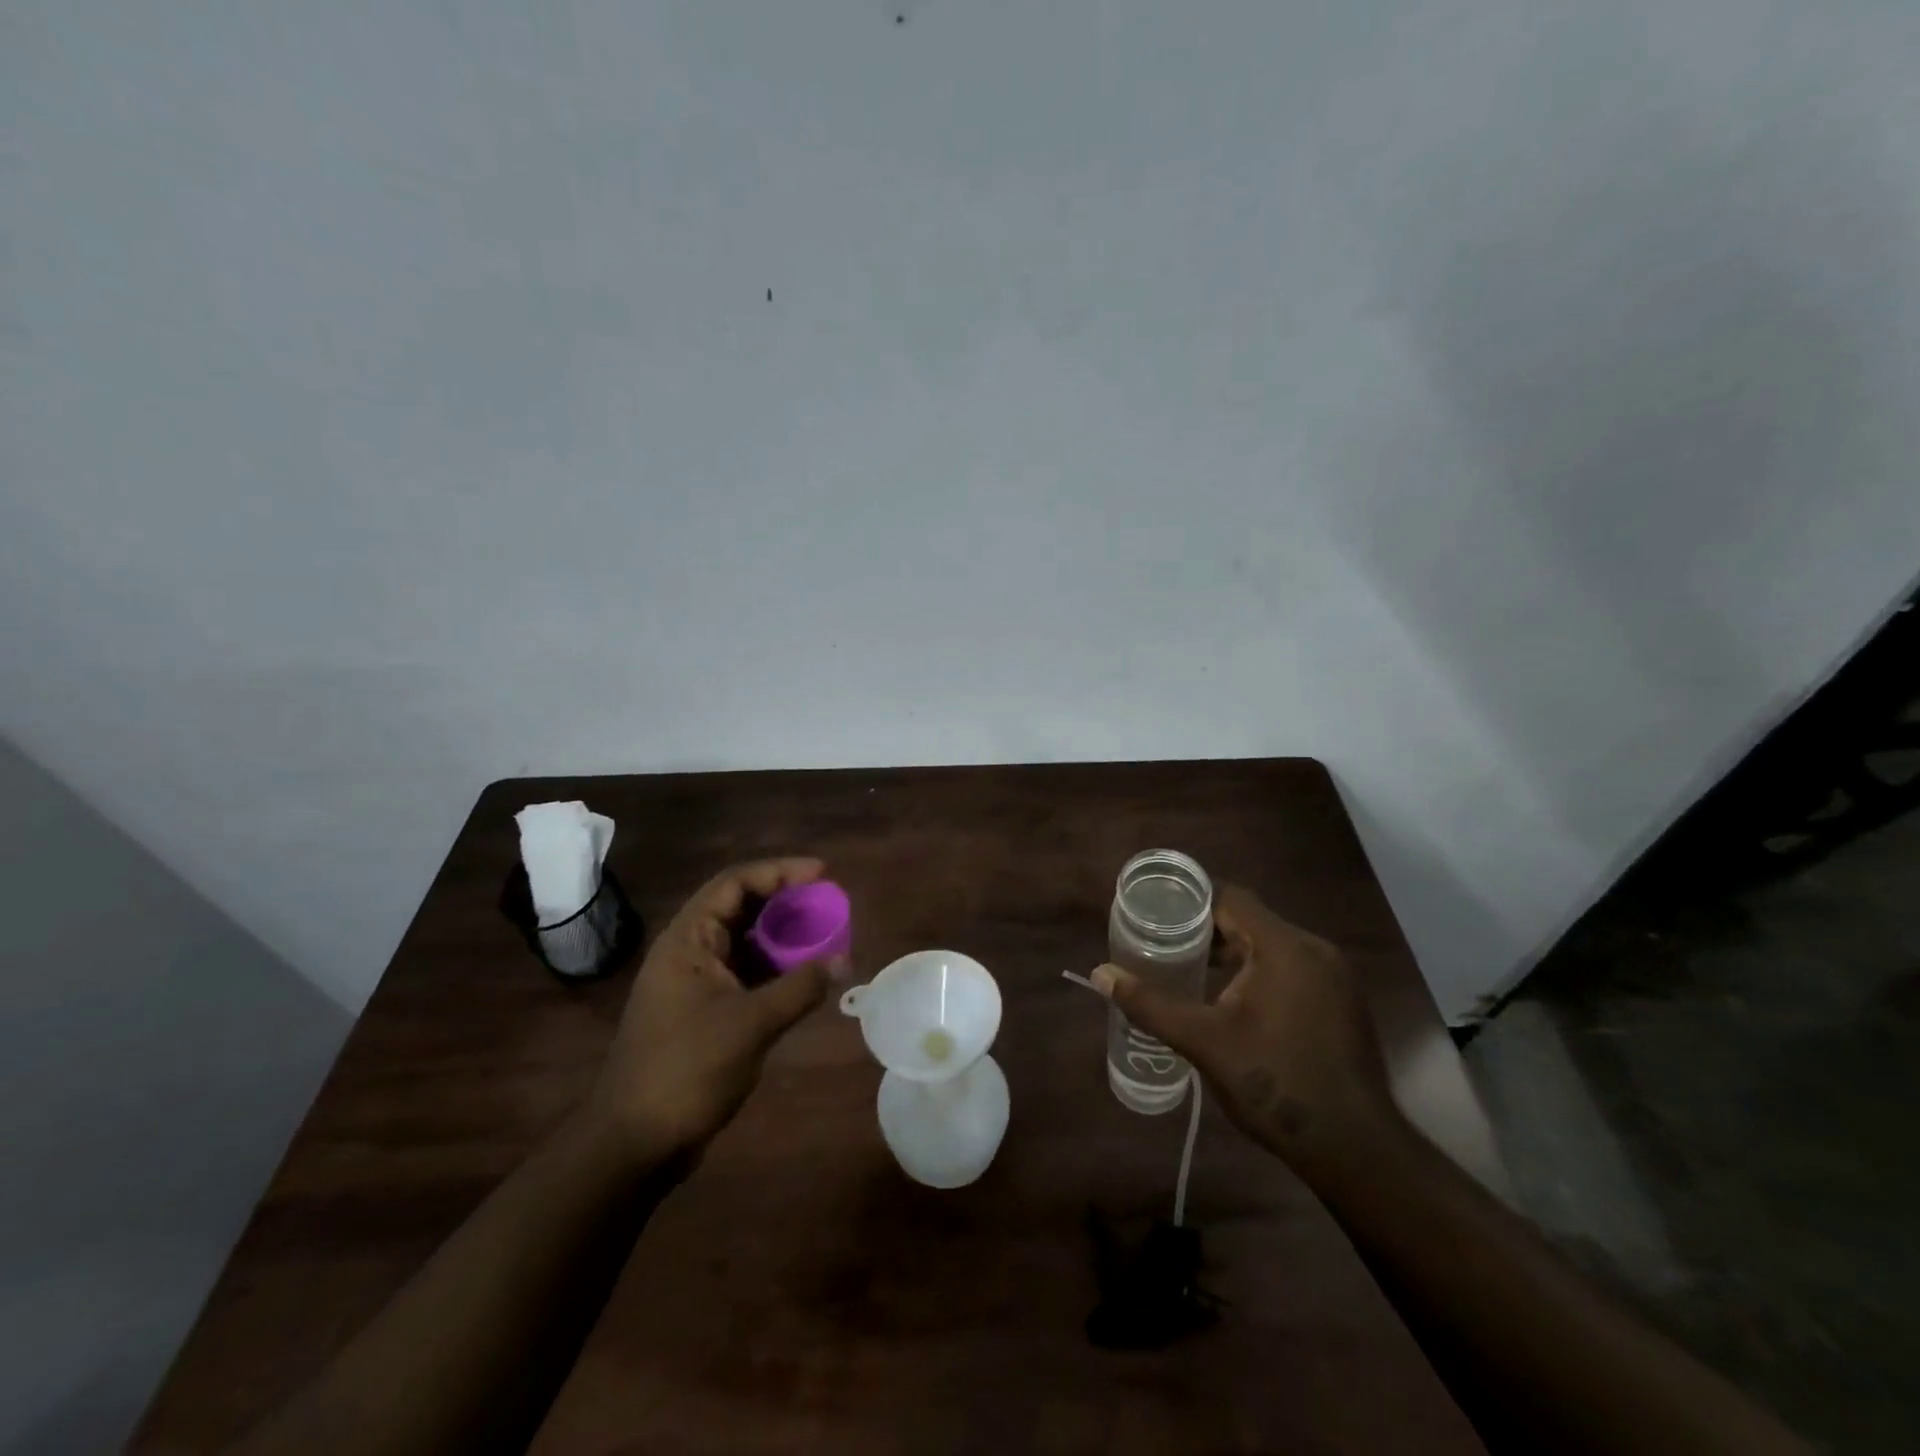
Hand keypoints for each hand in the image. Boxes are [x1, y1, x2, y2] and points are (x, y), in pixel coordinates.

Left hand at [587, 858, 845, 1160]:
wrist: (634, 1143)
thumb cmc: (686, 1069)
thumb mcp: (750, 1024)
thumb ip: (800, 988)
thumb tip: (844, 960)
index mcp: (688, 940)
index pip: (735, 884)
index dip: (780, 871)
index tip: (822, 873)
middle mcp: (689, 952)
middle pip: (741, 908)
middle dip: (786, 902)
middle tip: (829, 904)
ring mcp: (695, 983)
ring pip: (745, 942)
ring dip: (783, 936)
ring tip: (825, 935)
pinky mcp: (704, 1012)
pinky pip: (746, 973)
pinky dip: (776, 969)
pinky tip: (805, 975)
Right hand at [1091, 884, 1402, 1173]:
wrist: (1355, 1149)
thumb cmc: (1275, 1084)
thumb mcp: (1203, 1041)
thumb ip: (1150, 1004)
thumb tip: (1100, 974)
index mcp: (1284, 947)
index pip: (1230, 898)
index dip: (1190, 901)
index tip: (1156, 912)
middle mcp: (1314, 950)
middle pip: (1251, 920)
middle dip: (1207, 929)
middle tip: (1164, 943)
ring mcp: (1335, 978)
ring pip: (1272, 946)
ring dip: (1234, 952)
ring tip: (1191, 969)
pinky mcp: (1342, 1003)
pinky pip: (1292, 969)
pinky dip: (1259, 972)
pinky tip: (1234, 1001)